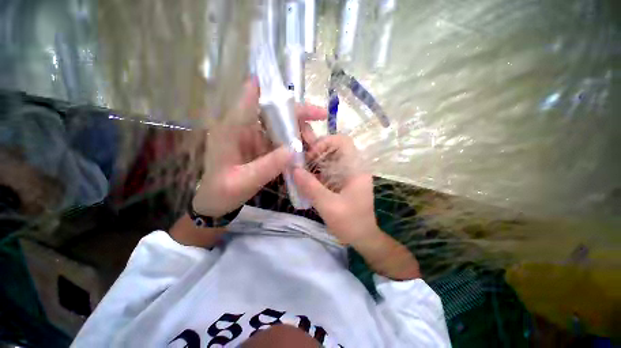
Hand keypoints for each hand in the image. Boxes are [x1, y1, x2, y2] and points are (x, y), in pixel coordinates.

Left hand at [193, 79, 325, 216]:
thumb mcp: (244, 181)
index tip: (293, 89)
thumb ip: (268, 166)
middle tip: (321, 117)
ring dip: (300, 129)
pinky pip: (282, 138)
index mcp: (232, 129)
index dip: (269, 87)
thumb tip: (293, 150)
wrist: (216, 201)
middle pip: (273, 110)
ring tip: (314, 142)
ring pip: (281, 124)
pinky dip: (296, 141)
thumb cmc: (223, 191)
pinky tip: (307, 148)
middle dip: (298, 112)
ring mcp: (255, 137)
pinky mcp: (262, 146)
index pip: (250, 98)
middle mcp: (244, 127)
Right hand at [293, 134, 380, 244]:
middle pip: (333, 149)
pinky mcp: (343, 182)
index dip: (325, 143)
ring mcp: (348, 174)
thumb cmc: (352, 223)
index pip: (342, 141)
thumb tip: (294, 170)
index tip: (311, 156)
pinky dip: (317, 174)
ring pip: (329, 160)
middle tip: (302, 165)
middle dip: (315, 154)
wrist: (365, 237)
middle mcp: (353, 167)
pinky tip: (307, 182)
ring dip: (314, 164)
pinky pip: (328, 171)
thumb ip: (311, 188)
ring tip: (301, 174)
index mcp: (355, 168)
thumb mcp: (329, 206)